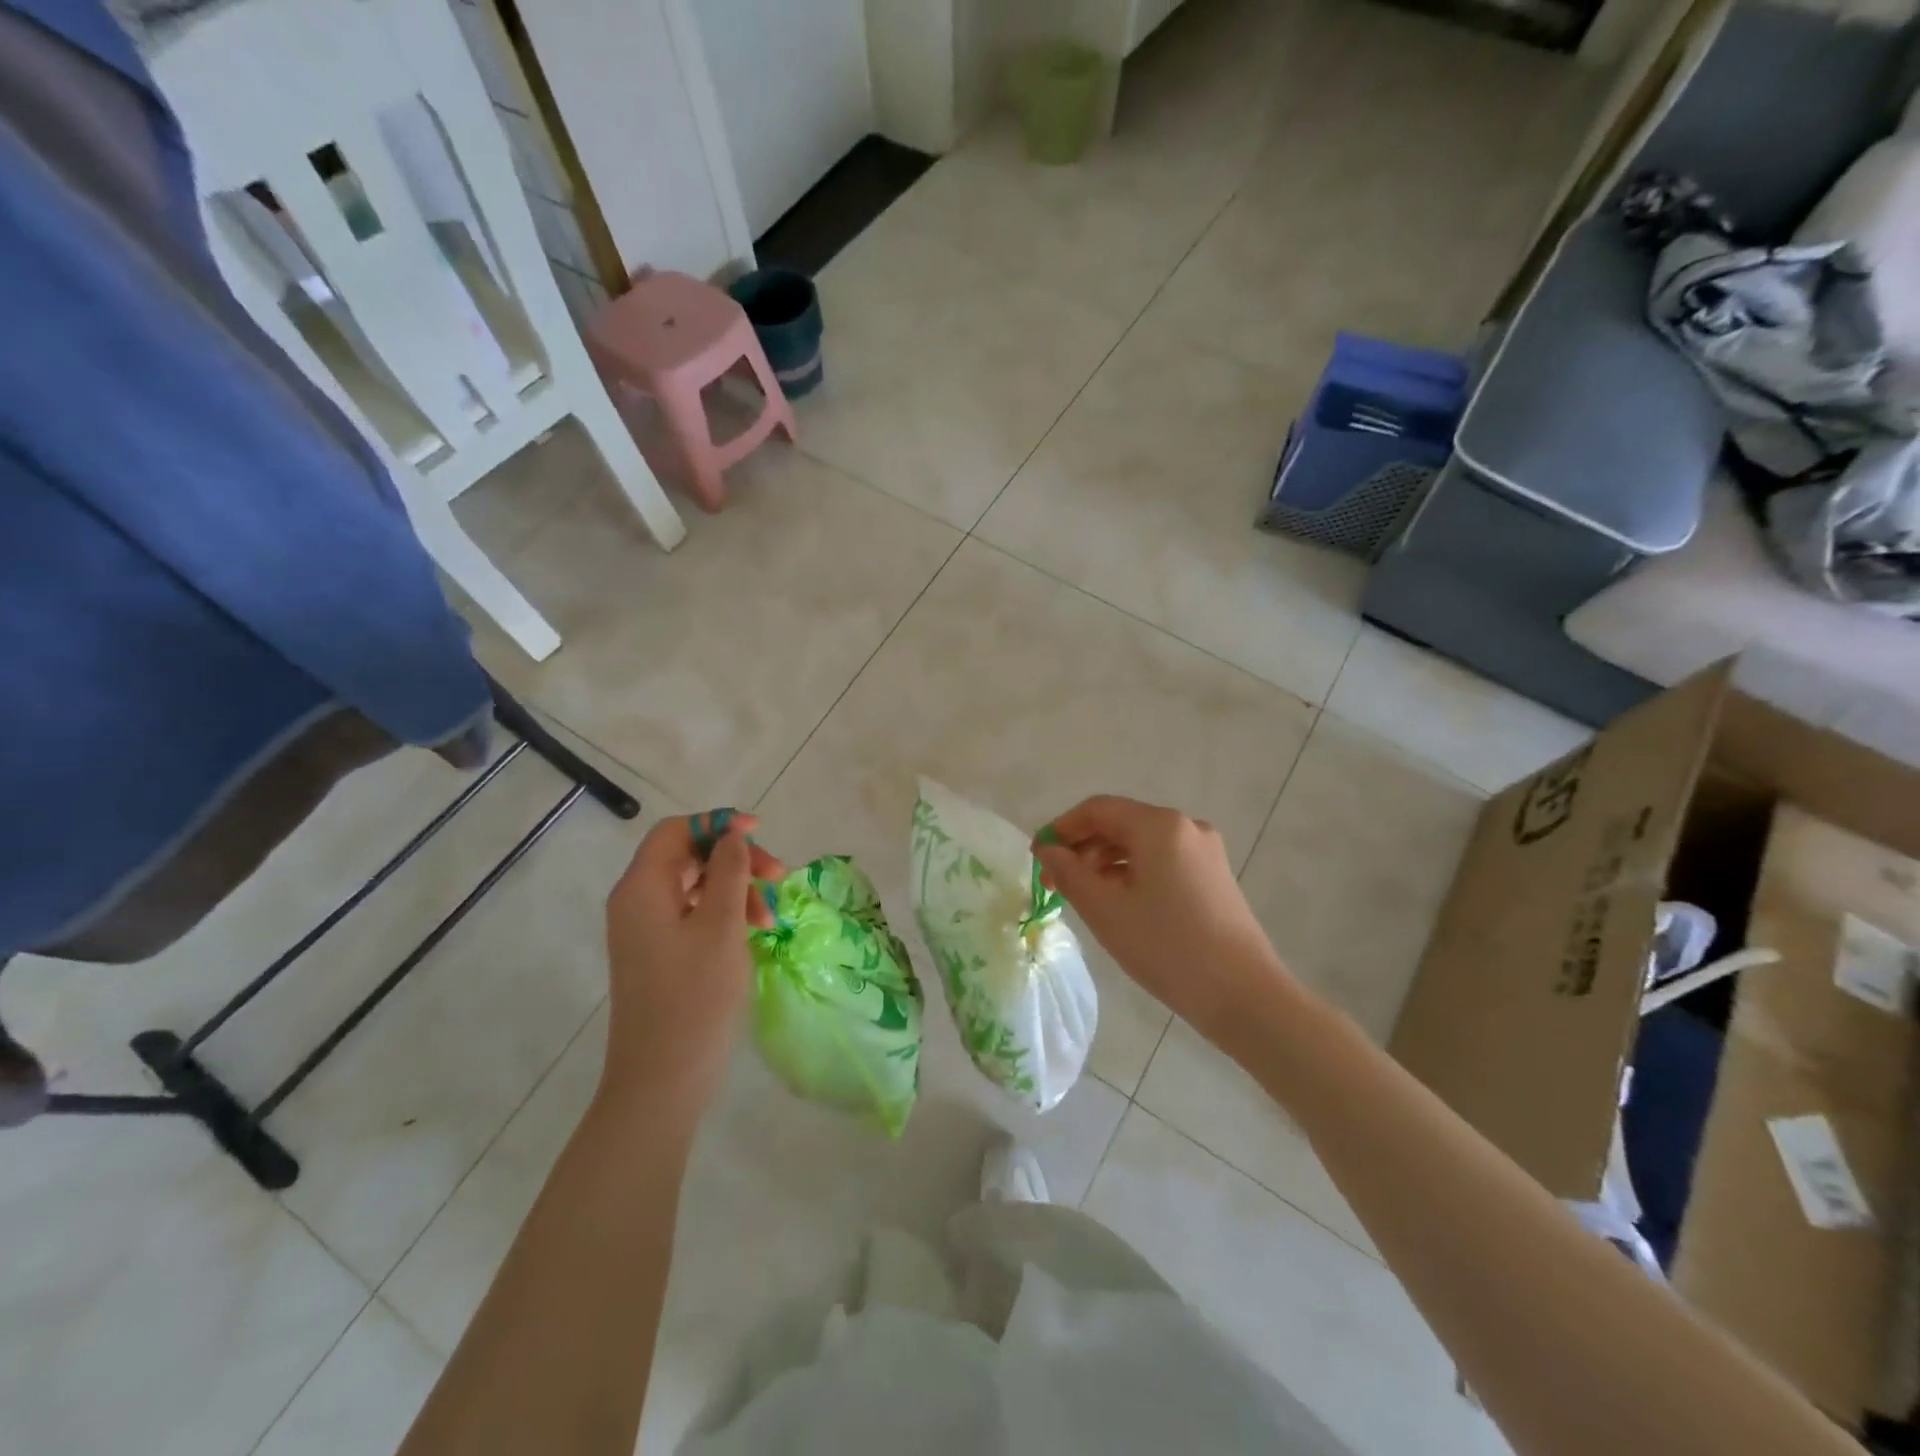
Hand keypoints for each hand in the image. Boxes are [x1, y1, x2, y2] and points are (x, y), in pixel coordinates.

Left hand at [600, 812, 784, 1126]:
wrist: (662, 1082)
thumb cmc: (695, 999)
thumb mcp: (721, 927)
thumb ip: (729, 872)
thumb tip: (731, 836)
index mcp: (642, 889)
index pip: (676, 832)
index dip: (717, 824)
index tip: (759, 833)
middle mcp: (636, 903)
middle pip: (687, 856)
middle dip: (735, 860)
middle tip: (777, 878)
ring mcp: (645, 932)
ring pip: (695, 887)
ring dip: (735, 889)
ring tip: (770, 917)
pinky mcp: (658, 956)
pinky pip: (692, 916)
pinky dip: (724, 914)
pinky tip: (753, 932)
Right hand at [1034, 796, 1289, 1046]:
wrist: (1243, 995)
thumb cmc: (1166, 947)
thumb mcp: (1105, 910)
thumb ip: (1069, 873)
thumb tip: (1048, 850)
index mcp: (1159, 825)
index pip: (1098, 809)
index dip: (1062, 828)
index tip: (1037, 858)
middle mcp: (1185, 827)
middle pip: (1121, 823)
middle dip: (1083, 848)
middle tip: (1056, 884)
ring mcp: (1205, 851)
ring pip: (1142, 844)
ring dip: (1106, 863)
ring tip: (1085, 897)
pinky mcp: (1214, 876)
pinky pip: (1162, 861)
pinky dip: (1133, 873)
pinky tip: (1120, 904)